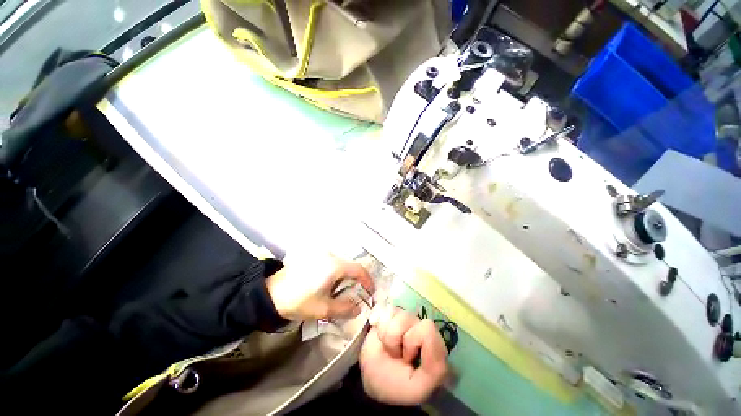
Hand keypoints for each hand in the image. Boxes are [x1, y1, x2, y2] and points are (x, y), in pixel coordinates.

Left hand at [265, 253, 373, 320]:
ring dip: (346, 276)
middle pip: (350, 266)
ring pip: (342, 264)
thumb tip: (359, 309)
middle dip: (357, 280)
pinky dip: (337, 273)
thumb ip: (345, 308)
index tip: (370, 291)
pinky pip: (332, 263)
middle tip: (358, 293)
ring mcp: (321, 255)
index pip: (359, 269)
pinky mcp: (314, 257)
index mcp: (335, 266)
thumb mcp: (324, 309)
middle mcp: (330, 256)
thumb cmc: (299, 301)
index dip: (368, 280)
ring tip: (344, 291)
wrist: (271, 293)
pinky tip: (331, 284)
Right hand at [360, 304, 448, 404]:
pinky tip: (378, 333)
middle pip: (408, 317)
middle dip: (396, 338)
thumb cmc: (394, 384)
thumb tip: (430, 333)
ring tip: (387, 346)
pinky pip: (383, 307)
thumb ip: (435, 367)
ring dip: (386, 334)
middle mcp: (420, 327)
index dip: (412, 343)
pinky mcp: (390, 312)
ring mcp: (404, 318)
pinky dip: (378, 322)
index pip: (427, 328)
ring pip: (393, 312)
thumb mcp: (418, 388)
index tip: (408, 359)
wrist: (368, 378)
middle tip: (395, 353)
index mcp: (432, 344)